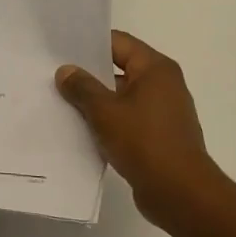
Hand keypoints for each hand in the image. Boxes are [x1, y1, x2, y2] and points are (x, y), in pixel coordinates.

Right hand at [56, 31, 230, 228]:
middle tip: (55, 76)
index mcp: (155, 68)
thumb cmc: (144, 143)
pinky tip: (83, 129)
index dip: (89, 44)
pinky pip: (128, 119)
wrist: (180, 194)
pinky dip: (109, 122)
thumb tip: (66, 71)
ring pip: (122, 96)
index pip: (118, 43)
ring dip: (97, 101)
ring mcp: (163, 111)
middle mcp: (164, 84)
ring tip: (62, 103)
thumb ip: (82, 88)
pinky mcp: (159, 136)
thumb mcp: (105, 112)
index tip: (61, 49)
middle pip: (120, 68)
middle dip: (89, 74)